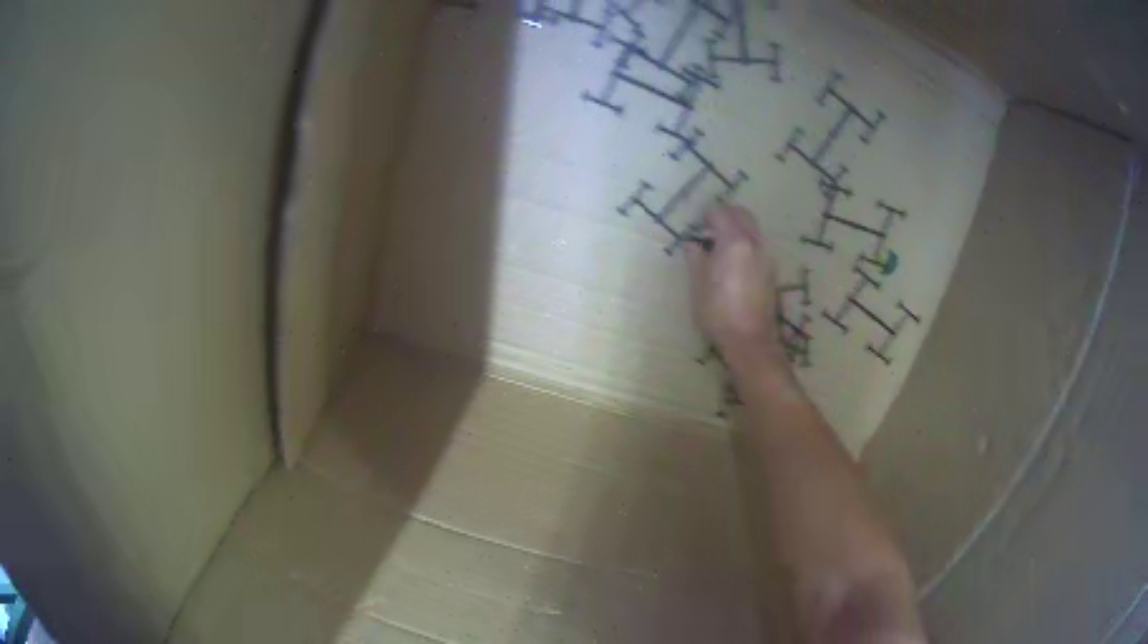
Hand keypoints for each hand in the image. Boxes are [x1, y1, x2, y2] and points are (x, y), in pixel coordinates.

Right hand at [686, 205, 785, 370]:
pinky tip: (735, 262)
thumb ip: (696, 258)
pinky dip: (746, 243)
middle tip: (710, 228)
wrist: (749, 340)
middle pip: (743, 215)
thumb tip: (694, 244)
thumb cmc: (718, 312)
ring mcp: (766, 257)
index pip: (721, 214)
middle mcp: (754, 243)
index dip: (707, 216)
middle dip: (726, 215)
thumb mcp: (697, 284)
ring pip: (753, 229)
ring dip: (738, 228)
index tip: (698, 225)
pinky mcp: (772, 271)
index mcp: (734, 242)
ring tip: (721, 246)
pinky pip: (758, 245)